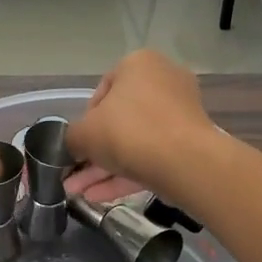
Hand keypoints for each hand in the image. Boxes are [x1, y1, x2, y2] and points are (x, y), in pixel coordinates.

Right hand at [66, 51, 220, 206]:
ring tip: (79, 194)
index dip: (85, 121)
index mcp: (138, 64)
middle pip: (119, 120)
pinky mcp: (190, 144)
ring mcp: (180, 114)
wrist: (186, 162)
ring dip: (105, 169)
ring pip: (134, 142)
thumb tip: (75, 146)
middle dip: (93, 153)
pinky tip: (99, 197)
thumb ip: (72, 137)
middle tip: (74, 175)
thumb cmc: (129, 131)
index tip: (78, 144)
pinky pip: (152, 156)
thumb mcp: (84, 133)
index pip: (102, 91)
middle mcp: (163, 82)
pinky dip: (127, 175)